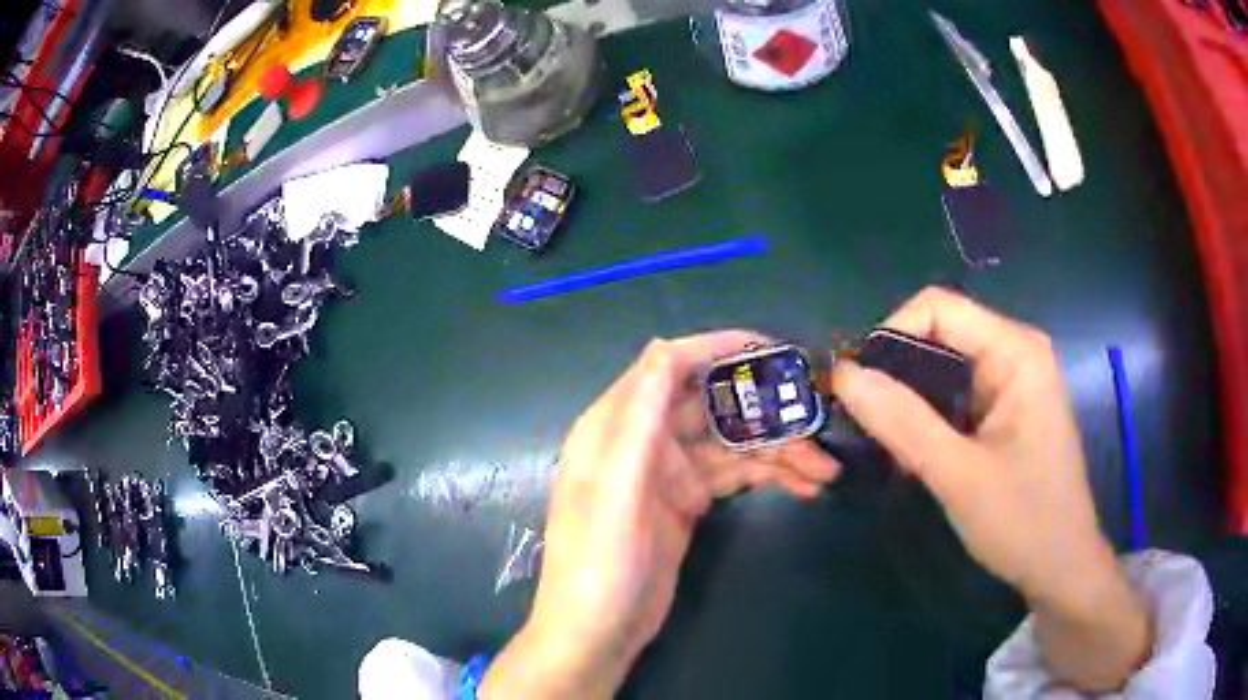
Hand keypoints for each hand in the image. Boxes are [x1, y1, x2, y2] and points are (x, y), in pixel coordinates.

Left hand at [481, 332, 839, 698]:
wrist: (597, 635)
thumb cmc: (598, 564)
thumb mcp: (614, 490)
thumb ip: (638, 420)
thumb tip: (665, 345)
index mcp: (615, 426)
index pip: (669, 366)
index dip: (719, 350)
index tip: (773, 349)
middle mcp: (643, 439)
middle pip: (712, 404)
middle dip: (764, 407)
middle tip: (818, 415)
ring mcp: (669, 473)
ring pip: (732, 443)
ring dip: (779, 449)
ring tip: (826, 468)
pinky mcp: (689, 502)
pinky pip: (736, 475)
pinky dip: (770, 476)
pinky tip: (805, 485)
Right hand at [831, 287, 1149, 690]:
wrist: (1061, 567)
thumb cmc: (1023, 521)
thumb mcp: (958, 475)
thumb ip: (902, 422)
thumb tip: (844, 375)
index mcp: (1015, 351)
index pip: (937, 307)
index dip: (889, 336)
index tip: (856, 388)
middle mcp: (1014, 352)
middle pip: (938, 335)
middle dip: (896, 375)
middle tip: (865, 425)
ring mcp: (1012, 381)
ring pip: (943, 369)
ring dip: (909, 403)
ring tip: (886, 446)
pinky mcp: (1006, 409)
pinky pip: (955, 396)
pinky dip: (927, 419)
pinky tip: (915, 455)